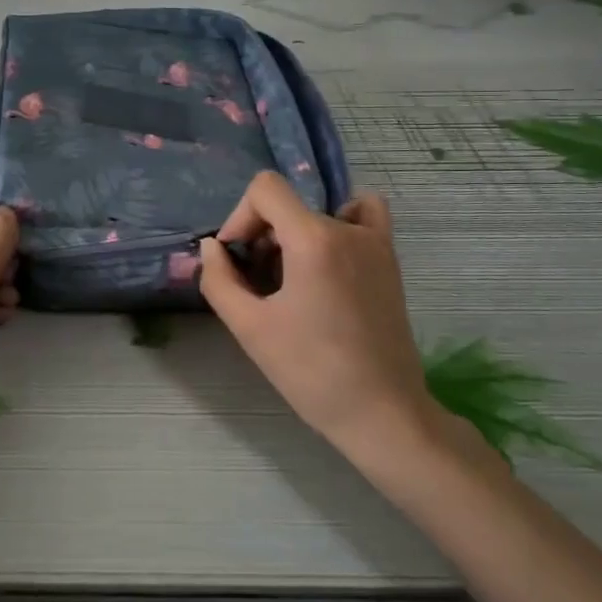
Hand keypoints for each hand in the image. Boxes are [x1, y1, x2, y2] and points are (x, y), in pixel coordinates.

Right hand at [199, 173, 447, 456]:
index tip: (237, 261)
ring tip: (290, 280)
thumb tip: (212, 247)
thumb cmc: (310, 372)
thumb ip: (219, 279)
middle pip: (288, 206)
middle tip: (258, 286)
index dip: (240, 218)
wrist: (380, 412)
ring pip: (317, 214)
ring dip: (293, 236)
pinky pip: (363, 216)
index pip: (265, 189)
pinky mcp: (389, 260)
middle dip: (262, 237)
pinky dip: (340, 223)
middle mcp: (347, 229)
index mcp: (314, 240)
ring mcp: (375, 242)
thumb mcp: (249, 327)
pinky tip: (327, 257)